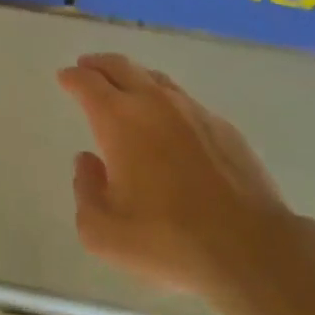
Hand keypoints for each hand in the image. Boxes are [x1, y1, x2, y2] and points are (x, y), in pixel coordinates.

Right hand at [58, 53, 289, 298]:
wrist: (249, 249)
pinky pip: (184, 102)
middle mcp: (155, 104)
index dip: (72, 78)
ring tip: (124, 87)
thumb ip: (86, 191)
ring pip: (156, 80)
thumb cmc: (167, 241)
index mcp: (119, 120)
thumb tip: (88, 162)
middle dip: (98, 65)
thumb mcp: (103, 232)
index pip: (88, 83)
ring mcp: (194, 112)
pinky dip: (165, 101)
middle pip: (121, 67)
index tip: (65, 77)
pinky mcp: (224, 128)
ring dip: (133, 78)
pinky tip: (167, 122)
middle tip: (86, 66)